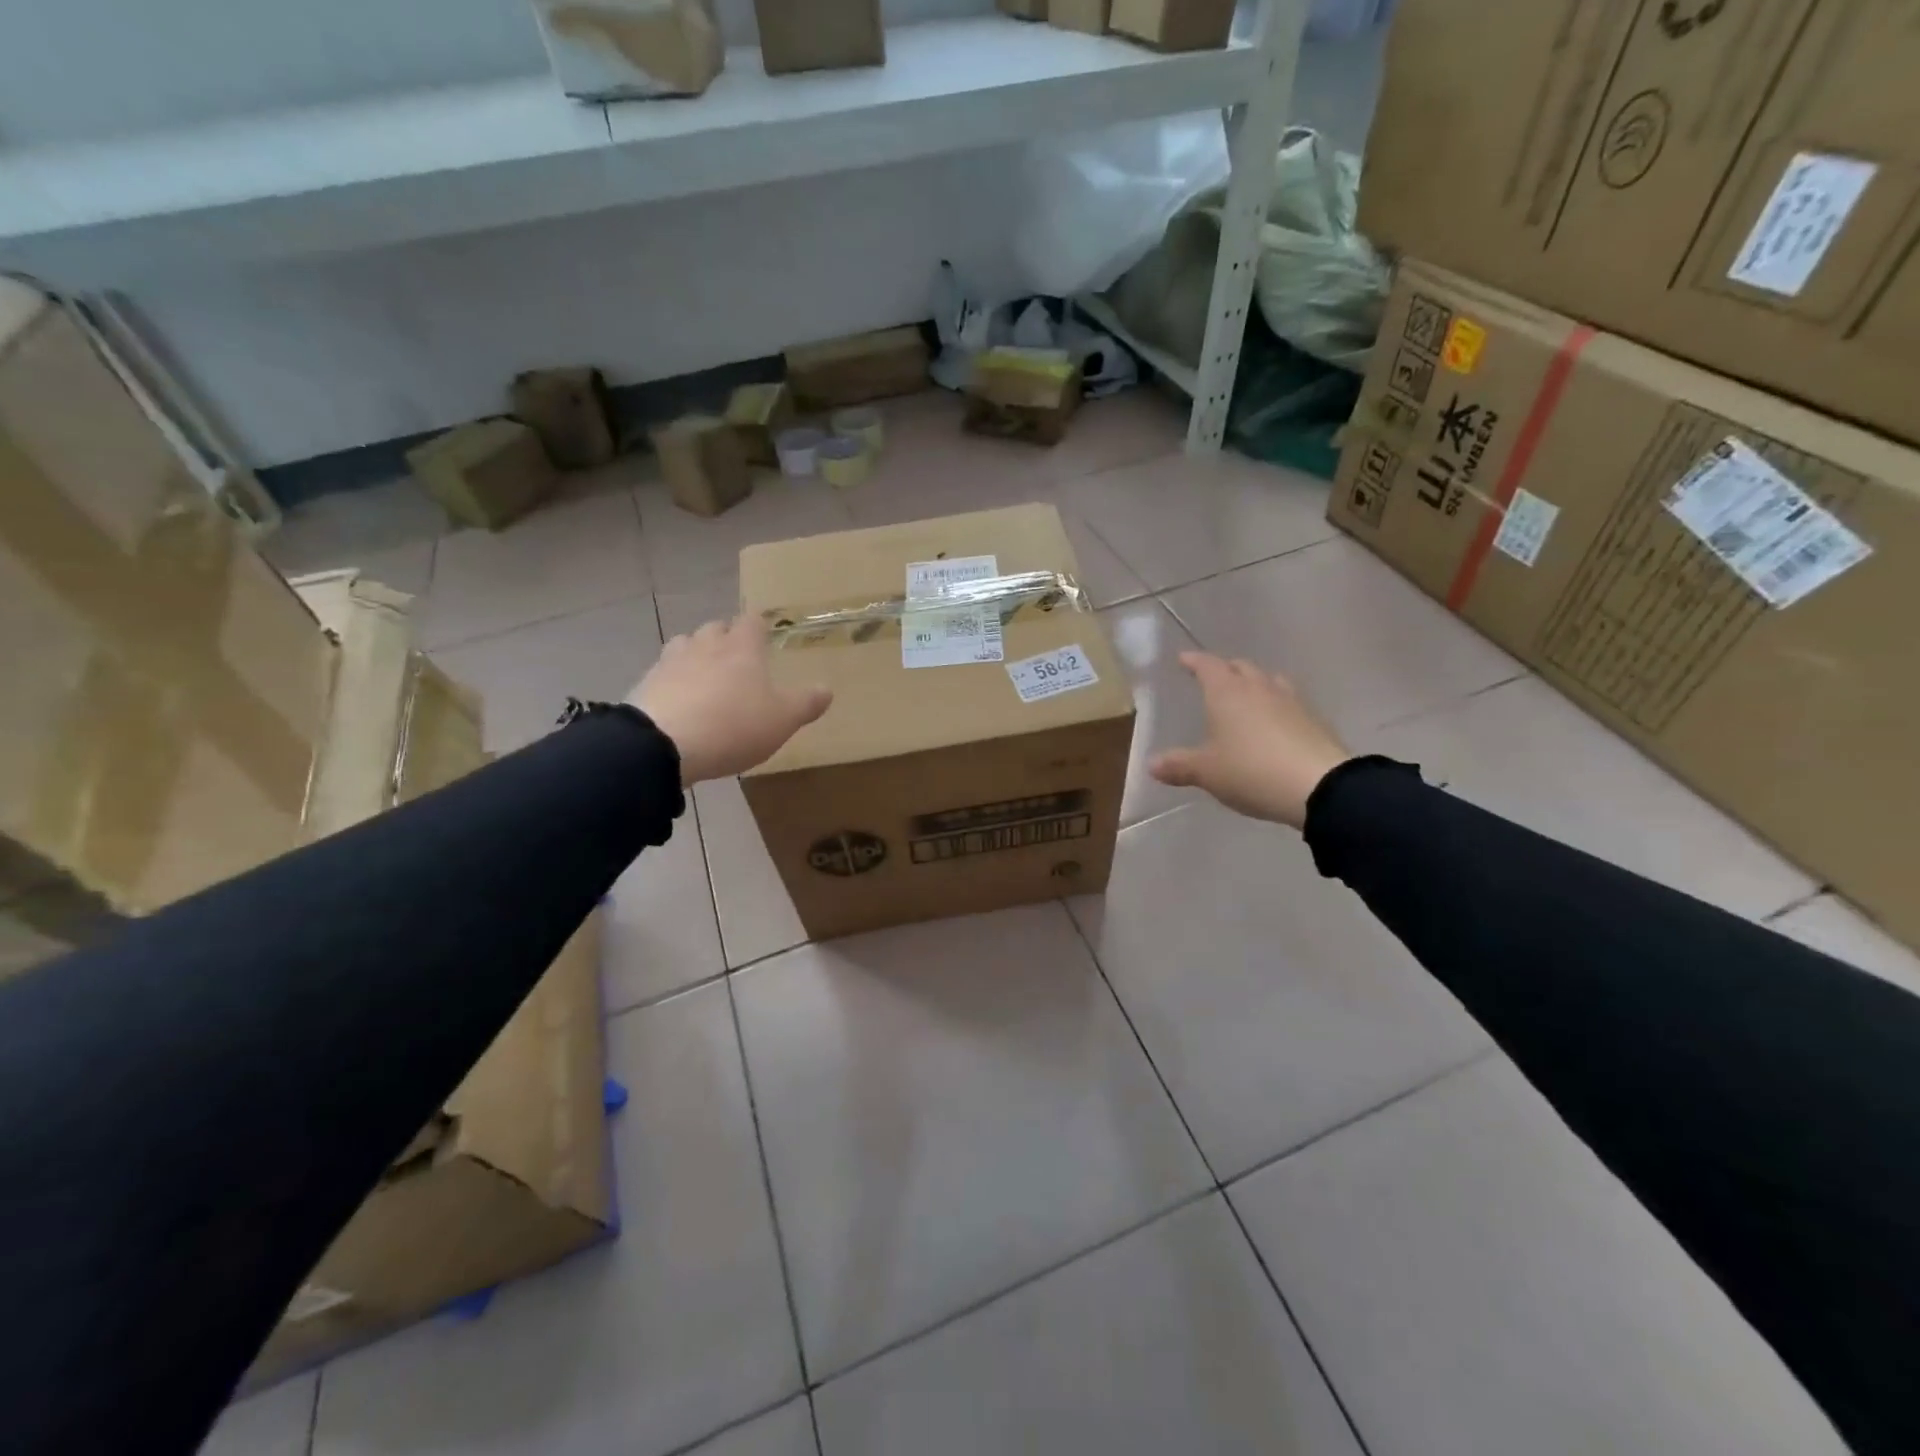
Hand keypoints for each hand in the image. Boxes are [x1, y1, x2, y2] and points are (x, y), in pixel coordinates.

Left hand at [629, 615, 831, 785]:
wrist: (662, 744)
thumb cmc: (733, 725)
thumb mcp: (783, 719)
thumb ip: (806, 703)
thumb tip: (827, 689)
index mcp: (742, 647)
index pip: (752, 621)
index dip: (759, 627)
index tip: (765, 636)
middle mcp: (705, 644)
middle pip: (716, 628)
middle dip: (727, 638)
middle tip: (738, 659)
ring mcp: (671, 661)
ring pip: (686, 645)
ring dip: (697, 655)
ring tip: (706, 677)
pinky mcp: (645, 684)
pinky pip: (664, 674)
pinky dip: (674, 681)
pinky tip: (681, 702)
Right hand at [1148, 652, 1349, 829]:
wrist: (1320, 786)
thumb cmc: (1251, 770)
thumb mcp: (1207, 772)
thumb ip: (1179, 765)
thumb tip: (1151, 764)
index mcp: (1227, 692)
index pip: (1208, 666)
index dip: (1194, 661)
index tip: (1184, 659)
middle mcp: (1259, 688)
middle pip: (1241, 667)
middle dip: (1225, 669)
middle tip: (1213, 678)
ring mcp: (1291, 701)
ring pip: (1269, 680)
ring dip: (1254, 683)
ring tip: (1246, 695)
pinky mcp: (1313, 720)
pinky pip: (1288, 702)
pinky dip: (1275, 705)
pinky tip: (1274, 722)